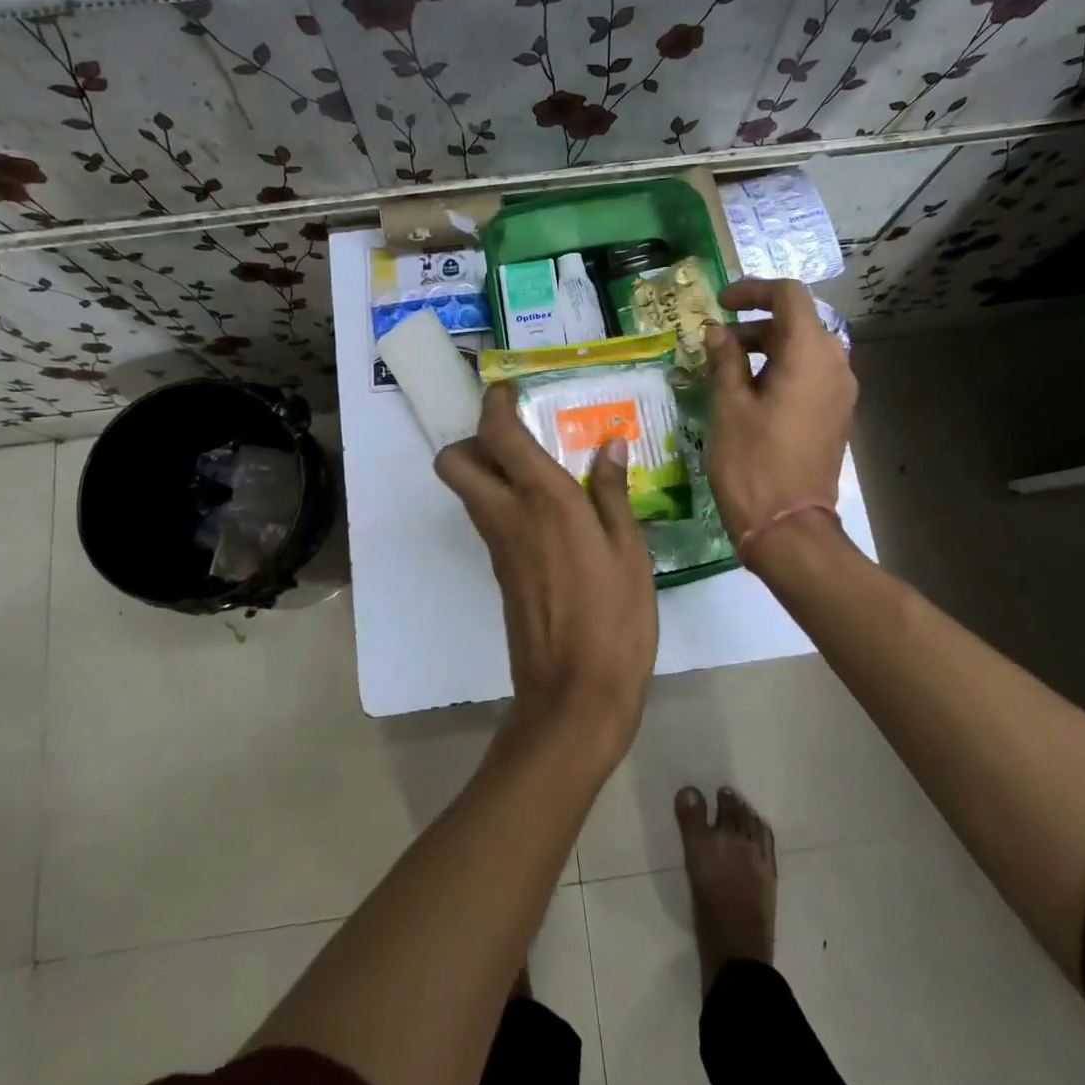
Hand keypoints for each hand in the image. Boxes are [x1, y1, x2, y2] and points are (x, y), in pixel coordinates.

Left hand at [436, 384, 658, 761]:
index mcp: (545, 500)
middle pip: (454, 461)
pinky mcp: (500, 570)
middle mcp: (508, 514)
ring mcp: (498, 545)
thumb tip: (609, 444)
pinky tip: (551, 510)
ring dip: (488, 468)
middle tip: (519, 437)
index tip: (510, 390)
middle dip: (474, 439)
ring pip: (468, 490)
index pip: (498, 434)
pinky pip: (489, 518)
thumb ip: (612, 492)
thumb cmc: (615, 618)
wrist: (575, 694)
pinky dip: (504, 500)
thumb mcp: (630, 551)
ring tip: (544, 466)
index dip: (495, 403)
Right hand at [704, 278, 857, 540]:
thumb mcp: (729, 406)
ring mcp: (840, 392)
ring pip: (804, 349)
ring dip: (767, 348)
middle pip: (798, 322)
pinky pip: (810, 375)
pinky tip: (749, 393)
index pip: (789, 296)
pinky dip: (780, 370)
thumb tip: (718, 333)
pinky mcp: (835, 415)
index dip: (753, 291)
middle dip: (755, 323)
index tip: (721, 304)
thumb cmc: (752, 463)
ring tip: (726, 369)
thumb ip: (725, 360)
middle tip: (715, 343)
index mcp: (810, 355)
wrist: (788, 527)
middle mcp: (835, 365)